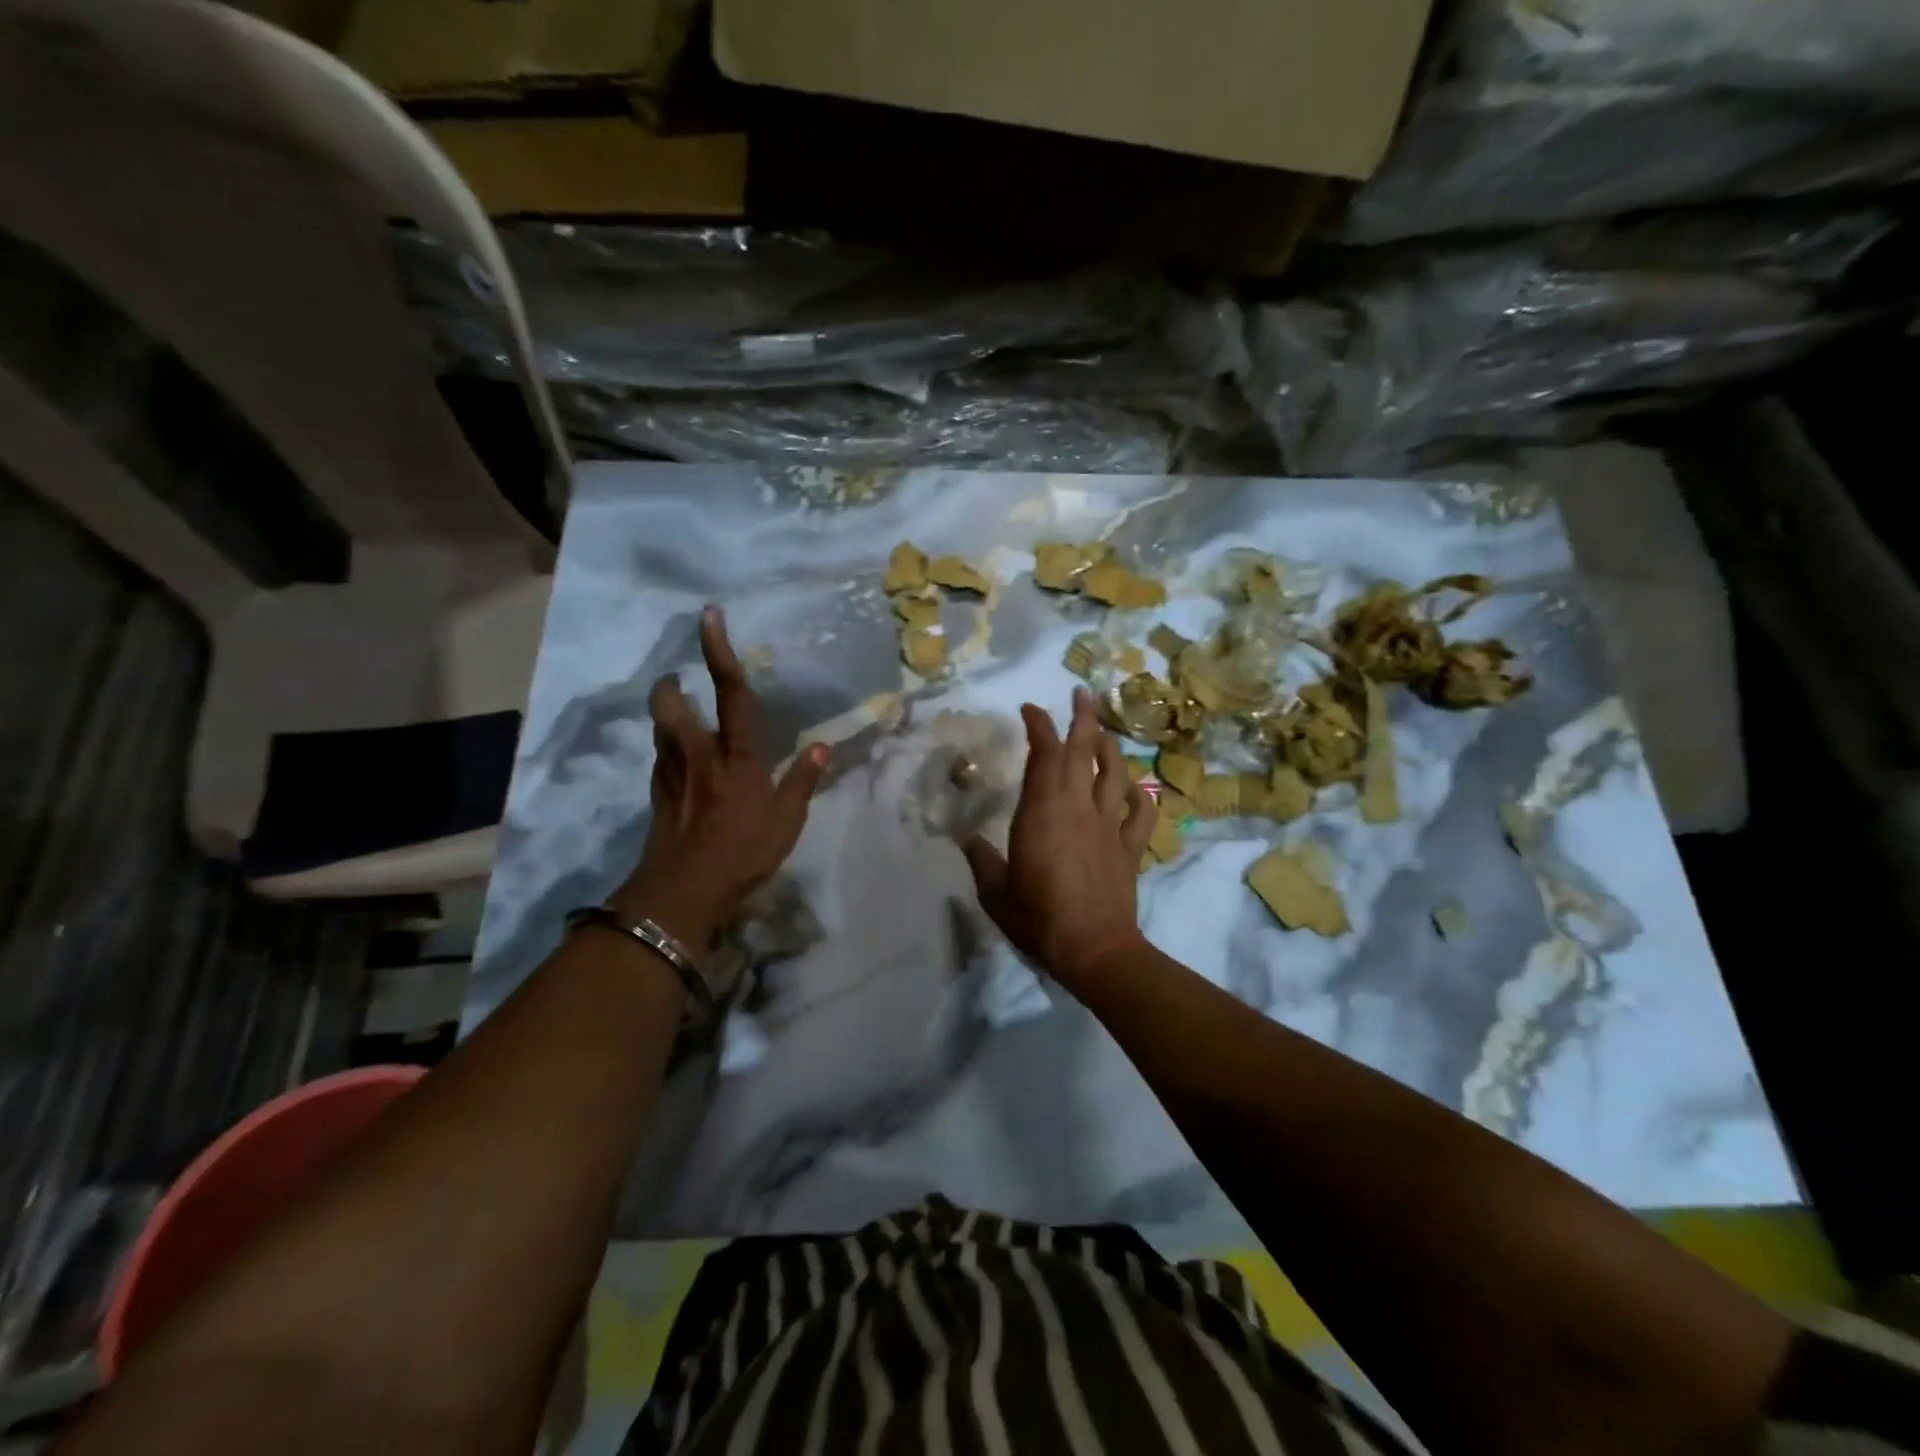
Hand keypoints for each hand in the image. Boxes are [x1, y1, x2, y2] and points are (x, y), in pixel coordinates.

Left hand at [612, 606, 828, 948]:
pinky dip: (668, 752)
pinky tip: (681, 764)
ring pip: (660, 731)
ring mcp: (672, 775)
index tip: (708, 616)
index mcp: (737, 756)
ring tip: (680, 715)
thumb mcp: (787, 821)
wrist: (683, 892)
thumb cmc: (742, 853)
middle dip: (671, 687)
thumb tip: (822, 747)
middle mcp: (699, 755)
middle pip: (672, 706)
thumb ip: (802, 781)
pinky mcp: (657, 797)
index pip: (731, 694)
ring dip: (667, 716)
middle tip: (678, 682)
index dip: (719, 652)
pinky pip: (660, 761)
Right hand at [962, 688, 1156, 988]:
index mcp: (1042, 811)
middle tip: (1081, 693)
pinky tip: (1137, 789)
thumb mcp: (995, 892)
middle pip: (1084, 751)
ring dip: (1111, 747)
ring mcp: (1108, 825)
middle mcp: (1077, 807)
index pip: (1043, 754)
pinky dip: (1141, 796)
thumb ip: (981, 860)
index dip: (1038, 725)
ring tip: (1104, 732)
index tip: (1030, 709)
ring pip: (1115, 773)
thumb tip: (966, 839)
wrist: (1094, 950)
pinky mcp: (1130, 848)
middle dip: (1082, 717)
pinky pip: (1141, 814)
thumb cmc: (1038, 918)